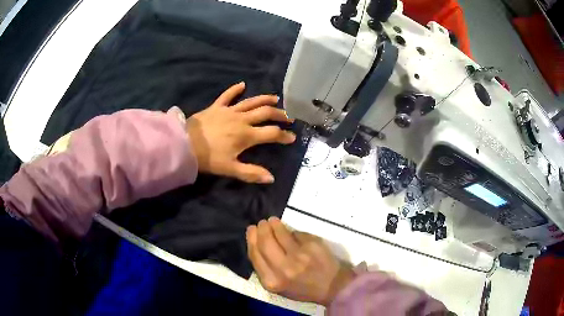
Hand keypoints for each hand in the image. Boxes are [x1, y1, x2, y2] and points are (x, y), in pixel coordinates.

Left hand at [185, 82, 295, 183]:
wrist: (185, 144)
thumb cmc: (208, 158)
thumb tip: (271, 178)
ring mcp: (229, 111)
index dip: (284, 136)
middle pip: (265, 113)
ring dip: (264, 99)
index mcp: (247, 135)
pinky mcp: (216, 106)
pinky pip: (227, 95)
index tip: (292, 137)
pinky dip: (235, 89)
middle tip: (288, 117)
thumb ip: (252, 173)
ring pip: (251, 102)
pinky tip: (242, 84)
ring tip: (275, 98)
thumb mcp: (231, 169)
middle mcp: (242, 120)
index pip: (271, 133)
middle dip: (279, 115)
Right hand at [246, 217, 355, 305]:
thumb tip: (258, 242)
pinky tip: (292, 233)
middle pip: (265, 242)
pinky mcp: (313, 245)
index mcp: (272, 281)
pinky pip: (297, 233)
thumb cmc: (303, 288)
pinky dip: (292, 232)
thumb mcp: (279, 287)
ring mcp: (299, 255)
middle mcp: (284, 269)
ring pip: (281, 233)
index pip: (255, 255)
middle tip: (262, 223)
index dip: (251, 239)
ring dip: (274, 225)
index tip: (251, 230)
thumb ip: (265, 268)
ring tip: (273, 222)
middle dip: (261, 230)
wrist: (332, 286)